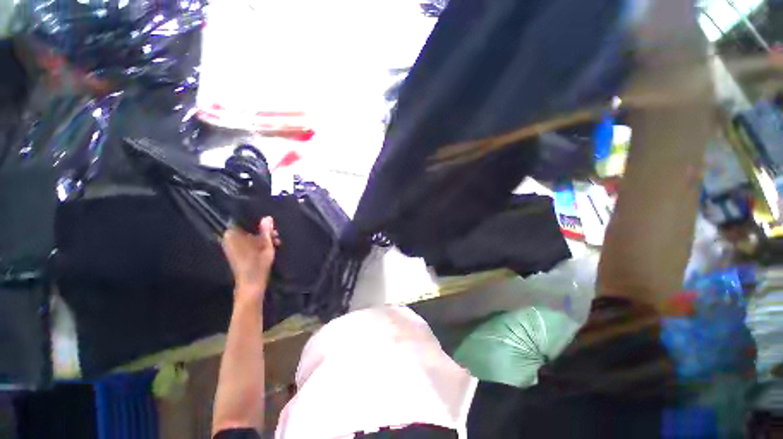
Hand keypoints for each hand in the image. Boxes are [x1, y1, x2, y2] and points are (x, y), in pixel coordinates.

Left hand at [222, 217, 279, 300]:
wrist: (251, 283)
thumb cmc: (258, 263)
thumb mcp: (266, 244)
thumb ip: (266, 230)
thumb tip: (267, 217)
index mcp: (232, 234)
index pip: (244, 220)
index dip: (257, 221)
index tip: (270, 224)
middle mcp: (229, 238)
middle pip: (248, 228)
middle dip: (262, 230)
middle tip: (276, 234)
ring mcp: (231, 246)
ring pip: (249, 236)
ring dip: (262, 237)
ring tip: (276, 242)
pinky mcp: (236, 253)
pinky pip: (247, 243)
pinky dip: (258, 243)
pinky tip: (270, 247)